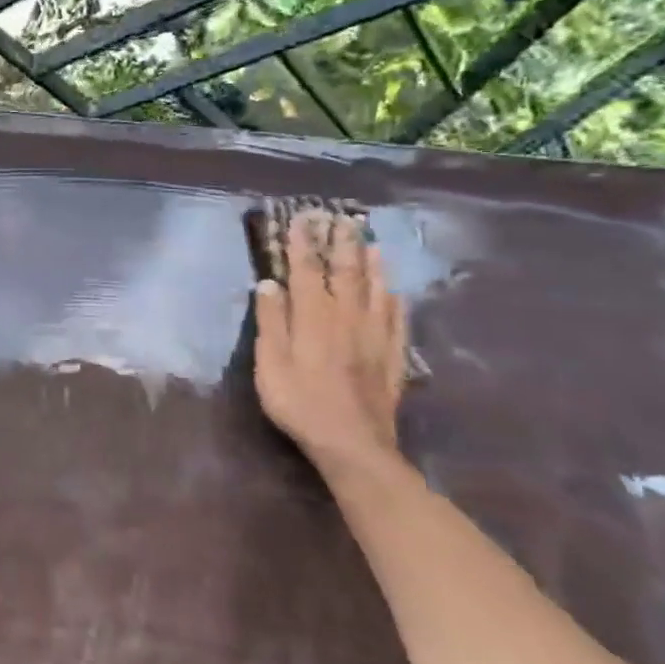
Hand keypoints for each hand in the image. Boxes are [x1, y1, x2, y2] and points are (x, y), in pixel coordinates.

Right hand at [253, 207, 407, 478]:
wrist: (352, 443)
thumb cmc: (299, 402)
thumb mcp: (270, 363)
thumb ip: (270, 322)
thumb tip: (268, 284)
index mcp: (313, 317)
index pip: (305, 271)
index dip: (301, 245)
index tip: (300, 220)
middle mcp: (347, 318)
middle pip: (345, 273)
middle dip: (341, 245)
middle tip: (342, 220)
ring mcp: (374, 336)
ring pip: (375, 291)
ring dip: (372, 265)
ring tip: (371, 243)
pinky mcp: (391, 357)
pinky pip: (396, 321)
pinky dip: (395, 301)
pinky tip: (396, 293)